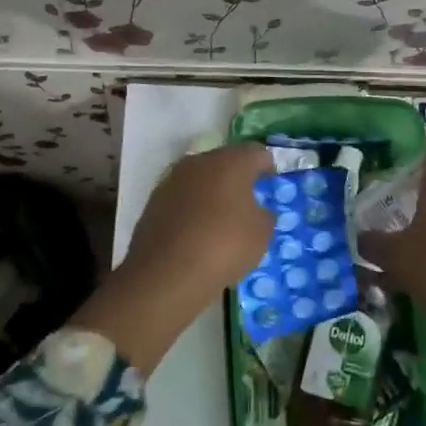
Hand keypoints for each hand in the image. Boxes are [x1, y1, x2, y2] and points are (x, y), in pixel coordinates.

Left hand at [76, 143, 274, 373]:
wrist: (167, 272)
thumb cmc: (225, 245)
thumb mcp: (261, 234)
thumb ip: (264, 216)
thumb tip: (257, 210)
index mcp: (230, 161)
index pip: (255, 153)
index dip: (266, 166)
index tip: (271, 181)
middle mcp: (199, 162)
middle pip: (224, 162)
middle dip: (237, 178)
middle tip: (248, 200)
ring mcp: (172, 180)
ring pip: (200, 180)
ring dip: (212, 193)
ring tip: (222, 219)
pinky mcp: (154, 202)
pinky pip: (182, 199)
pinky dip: (193, 210)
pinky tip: (198, 233)